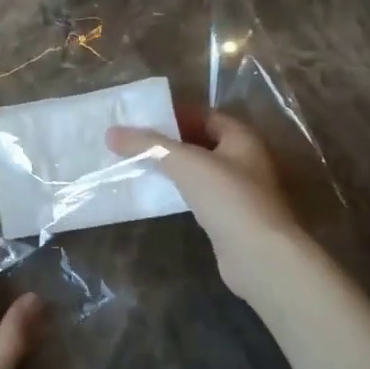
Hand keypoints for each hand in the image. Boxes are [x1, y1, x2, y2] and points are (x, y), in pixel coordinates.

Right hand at [106, 110, 302, 298]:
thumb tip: (111, 132)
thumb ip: (148, 145)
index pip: (205, 115)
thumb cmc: (227, 198)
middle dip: (170, 141)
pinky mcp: (230, 216)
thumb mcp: (184, 163)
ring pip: (200, 170)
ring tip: (139, 165)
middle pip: (202, 141)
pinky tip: (158, 194)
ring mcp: (239, 190)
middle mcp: (245, 159)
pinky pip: (200, 194)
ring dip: (173, 167)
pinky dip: (180, 190)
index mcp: (241, 138)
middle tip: (135, 141)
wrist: (258, 255)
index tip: (143, 118)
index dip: (175, 114)